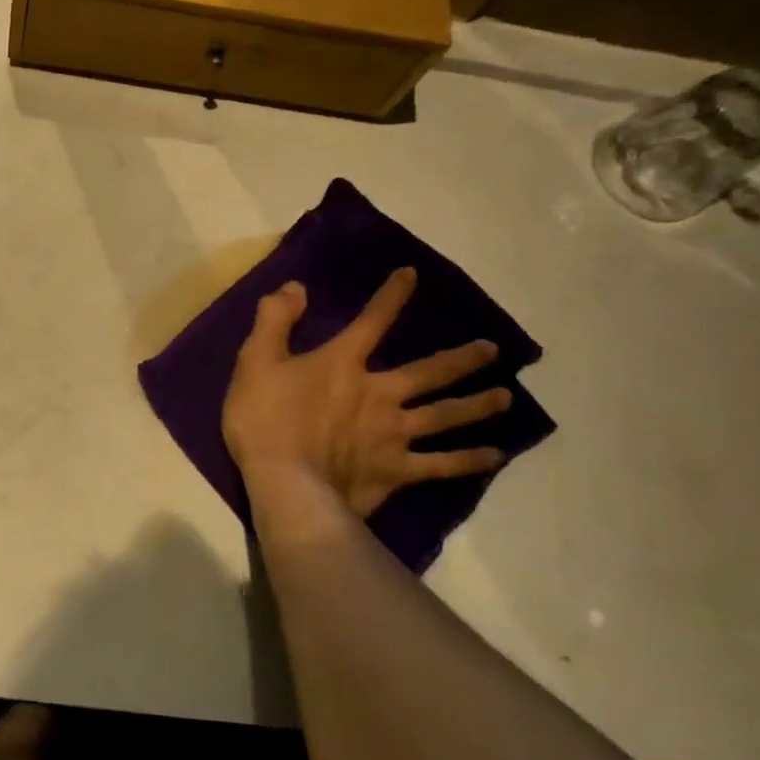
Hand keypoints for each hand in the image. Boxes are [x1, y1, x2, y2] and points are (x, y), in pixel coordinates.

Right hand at [222, 267, 510, 517]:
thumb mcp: (255, 361)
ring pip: (444, 416)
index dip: (391, 297)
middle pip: (428, 373)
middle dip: (460, 359)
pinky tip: (494, 457)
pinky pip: (440, 465)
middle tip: (492, 351)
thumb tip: (297, 287)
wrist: (285, 484)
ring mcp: (393, 434)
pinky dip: (468, 461)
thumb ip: (275, 320)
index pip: (372, 321)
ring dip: (475, 406)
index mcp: (343, 364)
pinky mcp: (396, 471)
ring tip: (504, 398)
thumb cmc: (264, 421)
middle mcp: (379, 394)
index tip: (411, 276)